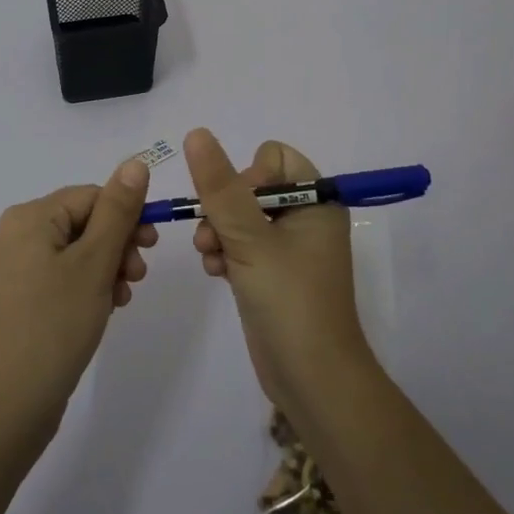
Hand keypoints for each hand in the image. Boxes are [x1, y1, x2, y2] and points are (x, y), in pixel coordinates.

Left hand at [0, 158, 155, 443]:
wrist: (5, 406)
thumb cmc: (54, 325)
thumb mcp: (95, 263)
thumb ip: (118, 210)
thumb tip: (135, 162)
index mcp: (27, 218)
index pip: (90, 196)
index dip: (126, 216)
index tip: (151, 247)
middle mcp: (11, 235)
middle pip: (80, 223)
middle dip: (116, 245)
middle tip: (137, 277)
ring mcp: (7, 271)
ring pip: (71, 253)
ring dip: (104, 268)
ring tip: (121, 299)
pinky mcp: (10, 302)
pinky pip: (55, 278)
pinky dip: (83, 287)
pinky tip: (100, 312)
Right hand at [186, 128, 376, 415]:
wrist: (313, 380)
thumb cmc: (289, 300)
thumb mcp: (250, 239)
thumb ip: (220, 186)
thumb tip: (196, 133)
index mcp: (316, 201)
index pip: (274, 158)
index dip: (248, 175)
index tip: (238, 207)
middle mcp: (306, 218)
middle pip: (252, 186)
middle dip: (224, 208)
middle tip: (213, 236)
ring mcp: (289, 248)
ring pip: (241, 217)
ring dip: (219, 232)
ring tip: (211, 257)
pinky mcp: (273, 273)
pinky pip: (242, 245)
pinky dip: (226, 253)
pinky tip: (216, 273)